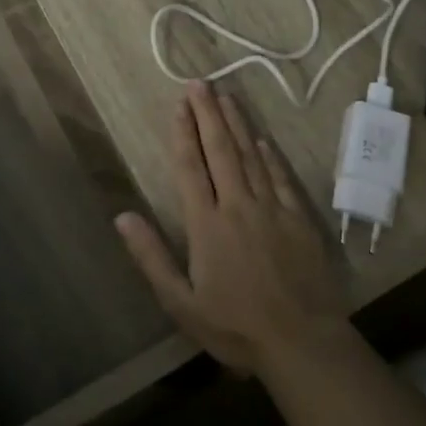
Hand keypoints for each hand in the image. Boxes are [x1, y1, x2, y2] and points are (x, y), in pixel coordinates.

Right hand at [115, 81, 348, 374]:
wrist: (302, 342)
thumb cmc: (235, 326)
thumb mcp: (181, 302)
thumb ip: (151, 256)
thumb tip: (122, 216)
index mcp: (207, 225)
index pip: (191, 168)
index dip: (183, 133)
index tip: (178, 105)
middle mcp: (238, 206)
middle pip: (221, 151)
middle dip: (209, 114)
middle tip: (200, 84)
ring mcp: (272, 209)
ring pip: (252, 156)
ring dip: (237, 124)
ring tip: (227, 96)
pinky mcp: (299, 219)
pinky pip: (281, 177)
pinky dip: (270, 155)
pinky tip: (263, 139)